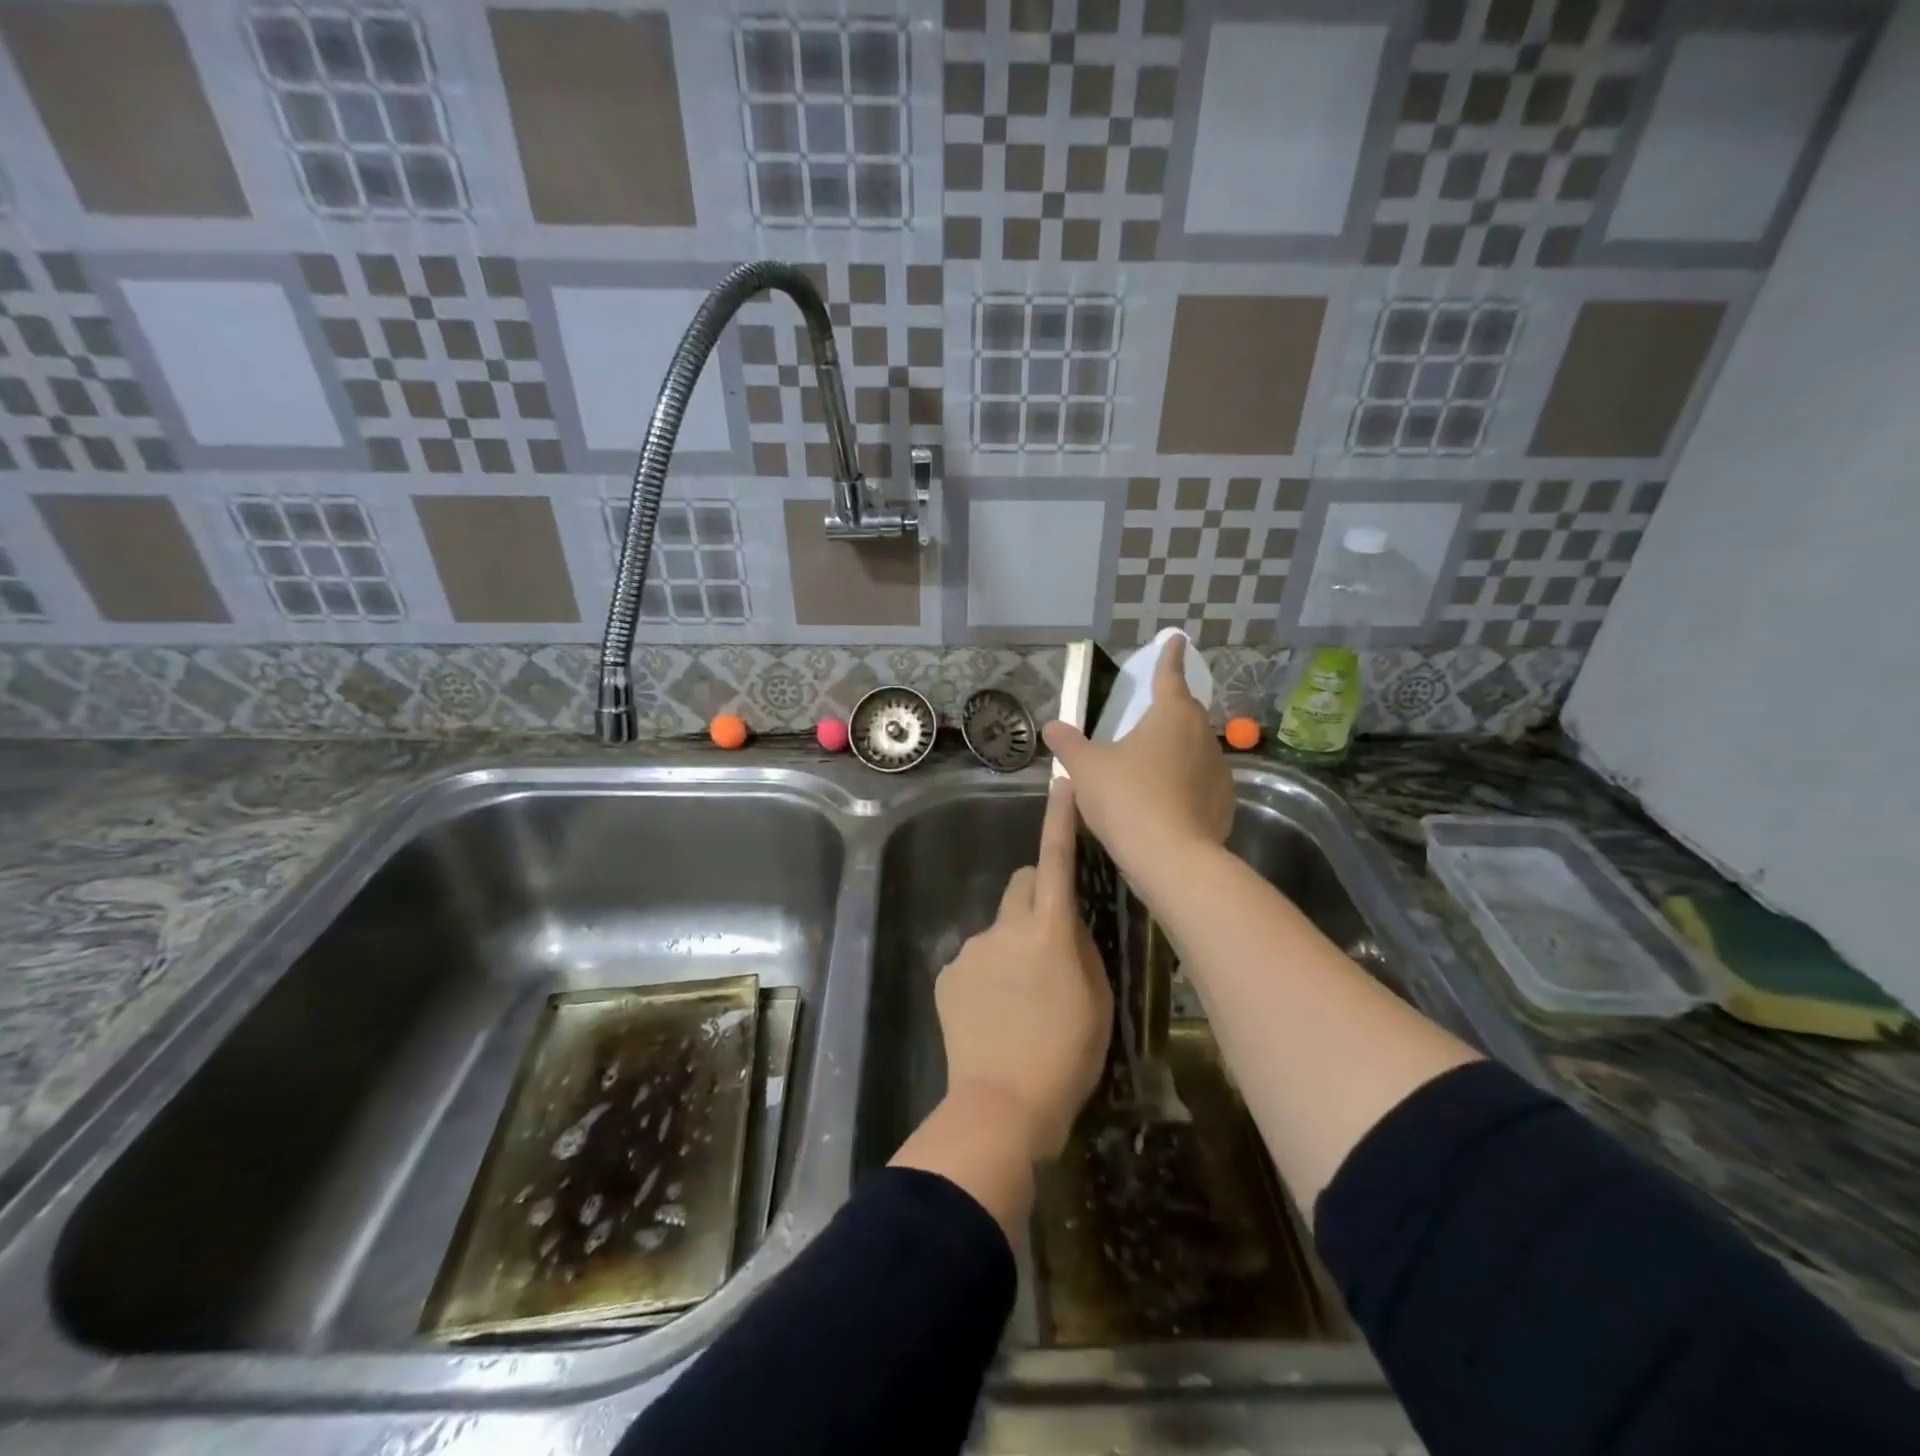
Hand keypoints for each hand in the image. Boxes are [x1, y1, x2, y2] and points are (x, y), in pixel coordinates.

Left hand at [933, 777, 1110, 1161]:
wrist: (1000, 1106)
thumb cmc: (1065, 1058)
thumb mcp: (1097, 1003)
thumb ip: (1082, 951)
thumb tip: (1069, 925)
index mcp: (1049, 932)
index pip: (1057, 861)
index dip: (1060, 821)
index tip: (1063, 785)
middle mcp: (1005, 928)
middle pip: (1022, 884)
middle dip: (1039, 894)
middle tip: (1052, 937)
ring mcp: (971, 949)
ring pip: (1000, 926)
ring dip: (1013, 944)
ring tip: (1022, 998)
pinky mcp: (948, 973)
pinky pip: (975, 957)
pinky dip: (988, 972)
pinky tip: (994, 1015)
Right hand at [1042, 634, 1234, 882]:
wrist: (1171, 858)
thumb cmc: (1126, 798)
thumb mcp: (1085, 769)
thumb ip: (1069, 744)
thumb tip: (1052, 726)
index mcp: (1171, 714)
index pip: (1170, 675)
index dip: (1169, 656)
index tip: (1177, 640)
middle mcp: (1201, 735)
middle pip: (1185, 712)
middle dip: (1170, 709)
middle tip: (1149, 715)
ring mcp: (1218, 769)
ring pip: (1195, 749)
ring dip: (1176, 750)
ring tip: (1151, 766)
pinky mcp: (1224, 802)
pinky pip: (1201, 782)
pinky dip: (1185, 783)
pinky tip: (1166, 801)